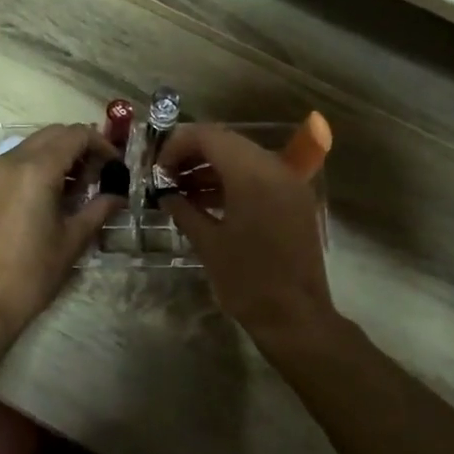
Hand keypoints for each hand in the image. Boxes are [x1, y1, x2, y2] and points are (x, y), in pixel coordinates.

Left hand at [0, 124, 121, 338]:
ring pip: (31, 145)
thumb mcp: (74, 238)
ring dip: (57, 155)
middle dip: (80, 146)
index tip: (115, 166)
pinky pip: (14, 162)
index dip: (101, 144)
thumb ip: (99, 208)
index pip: (76, 135)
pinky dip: (35, 166)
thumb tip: (118, 194)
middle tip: (99, 174)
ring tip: (76, 187)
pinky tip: (48, 196)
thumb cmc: (34, 272)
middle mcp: (10, 160)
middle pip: (53, 134)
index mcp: (36, 169)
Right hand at [159, 125, 336, 344]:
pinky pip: (259, 176)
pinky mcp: (295, 200)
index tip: (157, 169)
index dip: (178, 145)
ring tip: (181, 190)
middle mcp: (275, 168)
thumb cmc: (247, 281)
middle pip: (227, 142)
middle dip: (193, 154)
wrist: (295, 317)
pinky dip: (232, 181)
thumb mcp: (207, 243)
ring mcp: (289, 183)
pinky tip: (207, 201)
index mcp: (252, 174)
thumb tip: (166, 194)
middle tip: (166, 177)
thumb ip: (184, 210)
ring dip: (211, 168)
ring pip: (243, 158)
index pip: (209, 137)